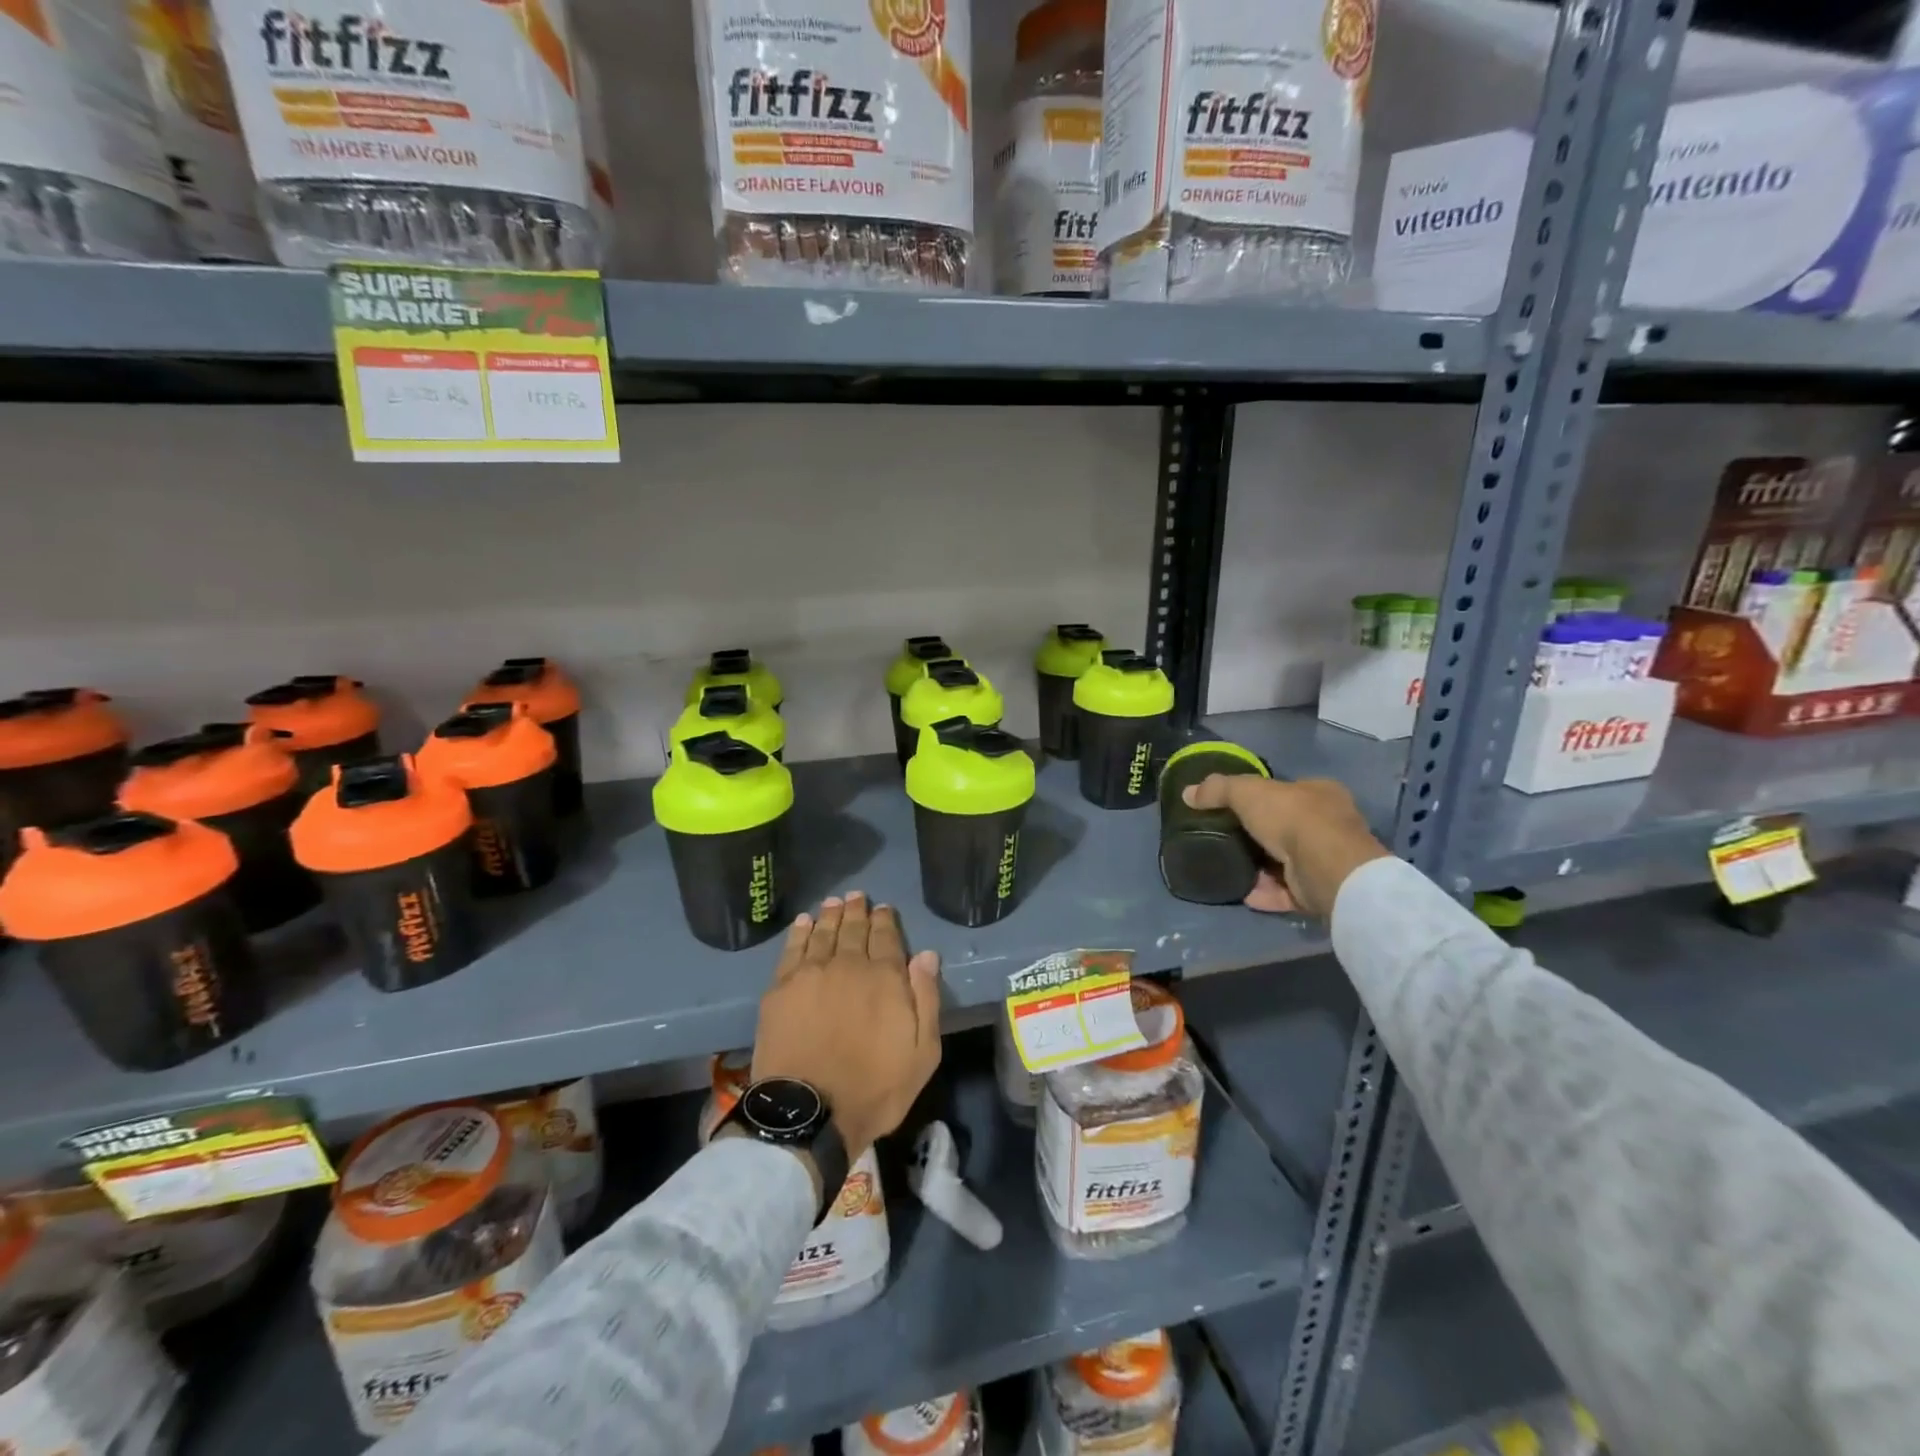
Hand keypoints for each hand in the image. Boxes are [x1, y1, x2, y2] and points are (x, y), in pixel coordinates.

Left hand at [752, 892, 942, 1160]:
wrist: (809, 1113)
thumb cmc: (875, 1088)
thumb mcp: (923, 1053)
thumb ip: (926, 999)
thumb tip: (926, 955)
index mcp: (885, 978)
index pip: (886, 938)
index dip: (885, 920)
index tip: (884, 908)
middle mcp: (848, 965)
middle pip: (853, 930)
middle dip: (857, 911)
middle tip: (857, 896)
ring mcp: (811, 974)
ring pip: (823, 933)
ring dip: (831, 915)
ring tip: (834, 902)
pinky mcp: (780, 989)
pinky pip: (792, 950)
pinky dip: (800, 932)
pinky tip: (804, 922)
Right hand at [1183, 776, 1389, 917]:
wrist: (1326, 867)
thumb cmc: (1292, 817)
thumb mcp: (1246, 792)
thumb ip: (1218, 790)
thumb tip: (1188, 793)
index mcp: (1320, 792)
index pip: (1289, 791)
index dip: (1263, 798)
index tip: (1237, 808)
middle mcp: (1330, 824)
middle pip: (1287, 827)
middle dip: (1259, 835)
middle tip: (1228, 839)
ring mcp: (1327, 860)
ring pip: (1286, 862)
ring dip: (1260, 867)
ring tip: (1229, 868)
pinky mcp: (1321, 890)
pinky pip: (1286, 891)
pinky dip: (1266, 892)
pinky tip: (1243, 892)